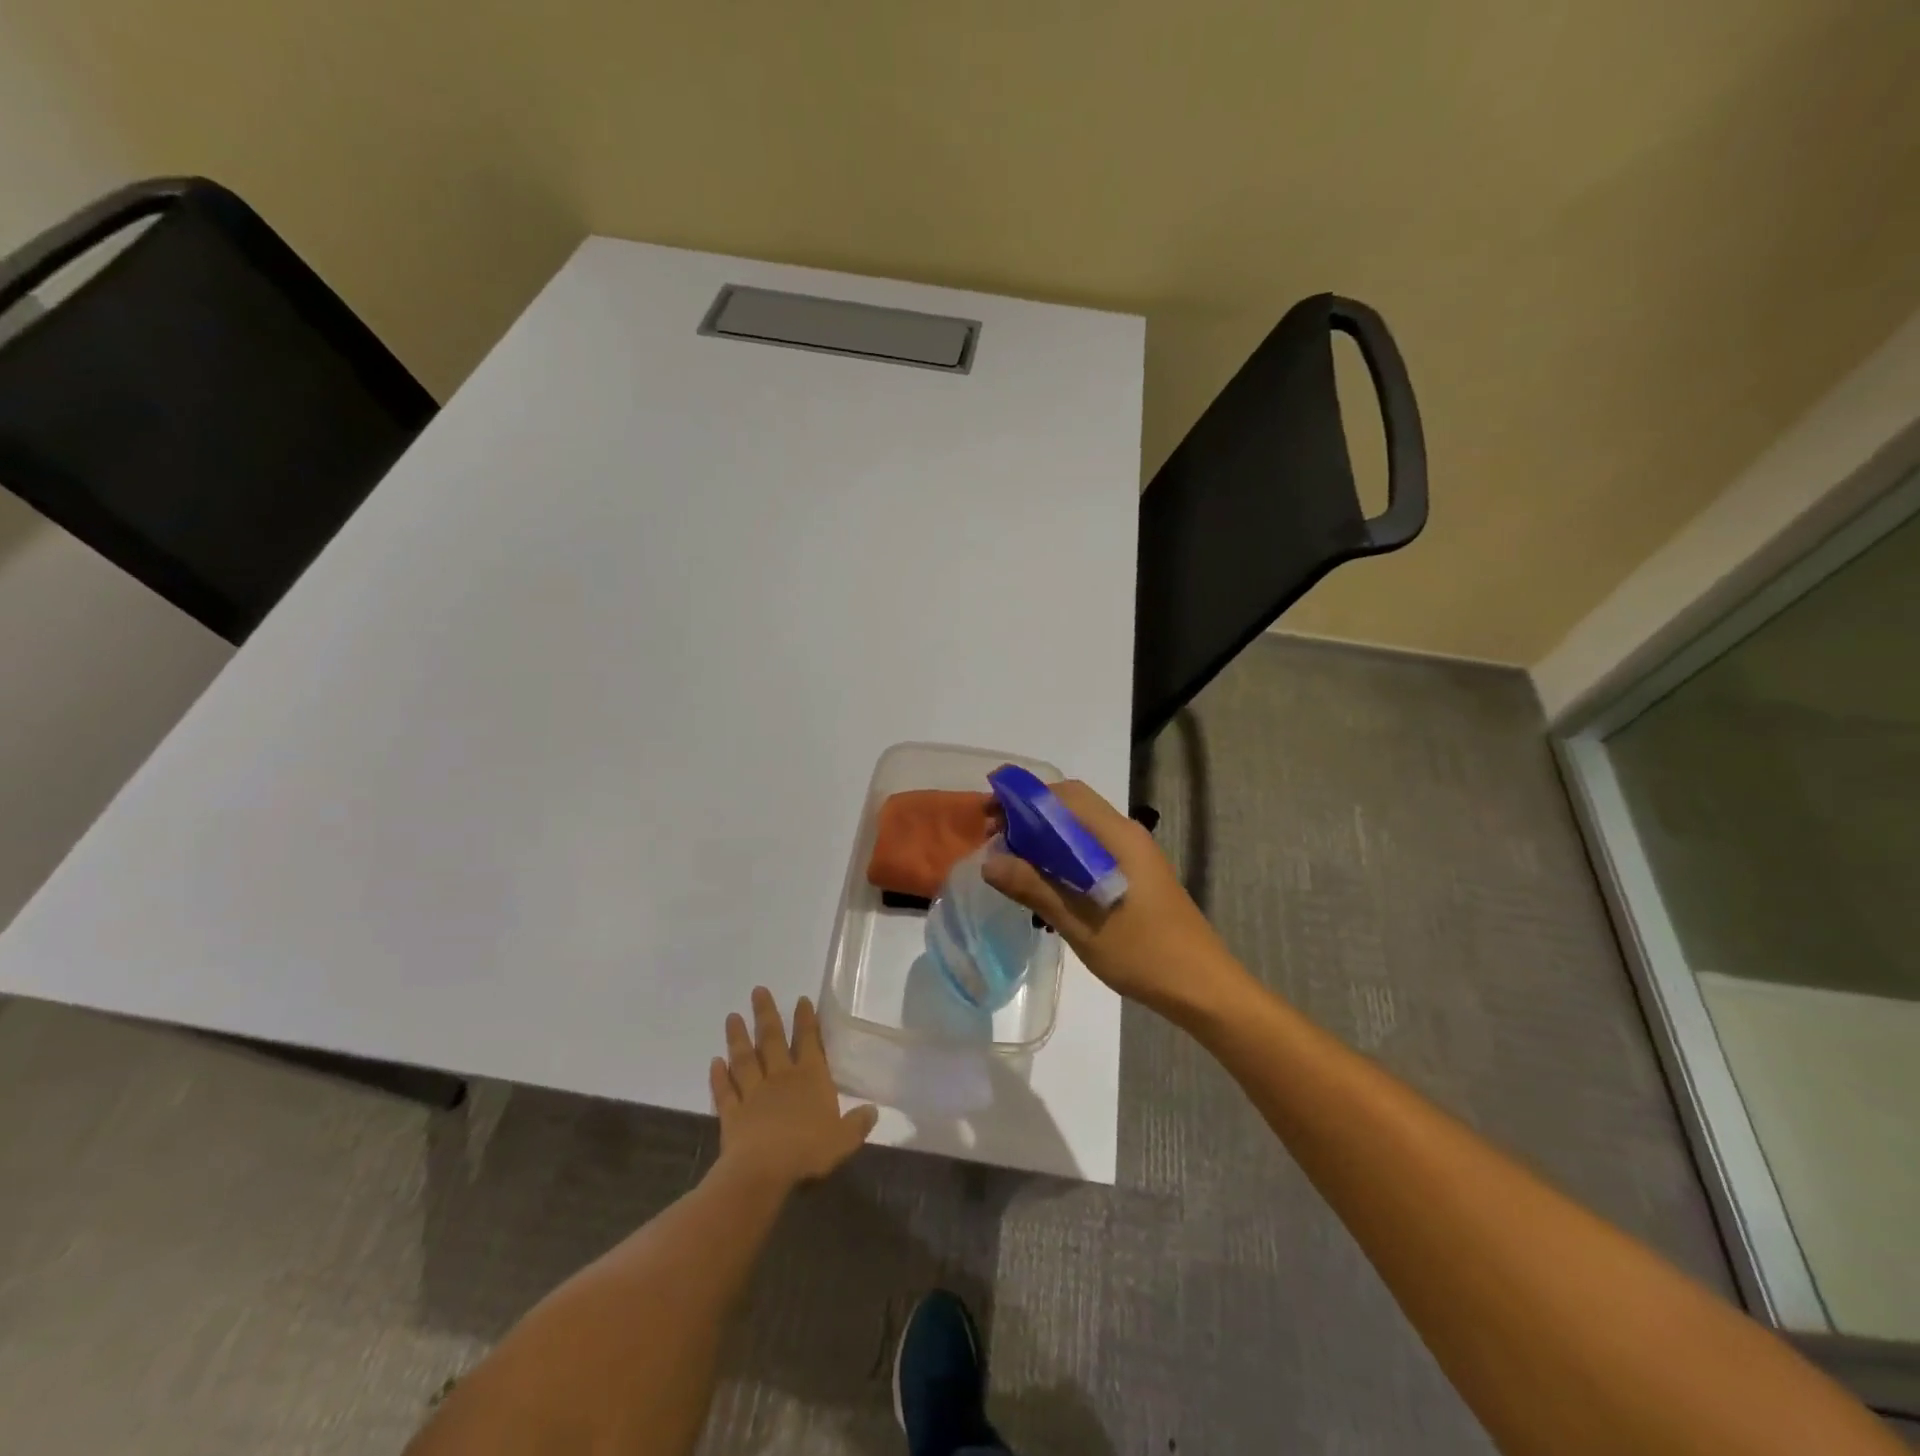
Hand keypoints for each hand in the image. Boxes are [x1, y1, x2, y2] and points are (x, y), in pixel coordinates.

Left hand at [710, 987, 878, 1189]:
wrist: (764, 1169)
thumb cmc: (808, 1149)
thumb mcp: (844, 1139)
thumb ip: (858, 1123)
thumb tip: (873, 1110)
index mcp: (810, 1078)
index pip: (809, 1041)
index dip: (806, 1020)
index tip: (800, 999)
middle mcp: (781, 1077)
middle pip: (772, 1040)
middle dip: (766, 1014)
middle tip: (758, 990)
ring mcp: (753, 1093)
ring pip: (745, 1059)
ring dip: (738, 1038)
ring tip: (732, 1016)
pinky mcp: (732, 1113)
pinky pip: (725, 1091)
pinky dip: (719, 1076)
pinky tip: (714, 1062)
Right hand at [982, 780, 1246, 1019]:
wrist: (1203, 988)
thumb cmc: (1144, 953)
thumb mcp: (1081, 923)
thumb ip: (1035, 888)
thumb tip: (989, 861)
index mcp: (1117, 836)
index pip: (1065, 794)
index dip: (1024, 799)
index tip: (990, 817)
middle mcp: (1126, 835)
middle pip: (1071, 808)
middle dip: (1029, 818)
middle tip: (995, 843)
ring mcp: (1134, 856)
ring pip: (1080, 831)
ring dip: (1045, 839)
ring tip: (1012, 864)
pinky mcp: (1136, 876)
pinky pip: (1091, 852)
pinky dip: (1062, 857)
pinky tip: (1044, 885)